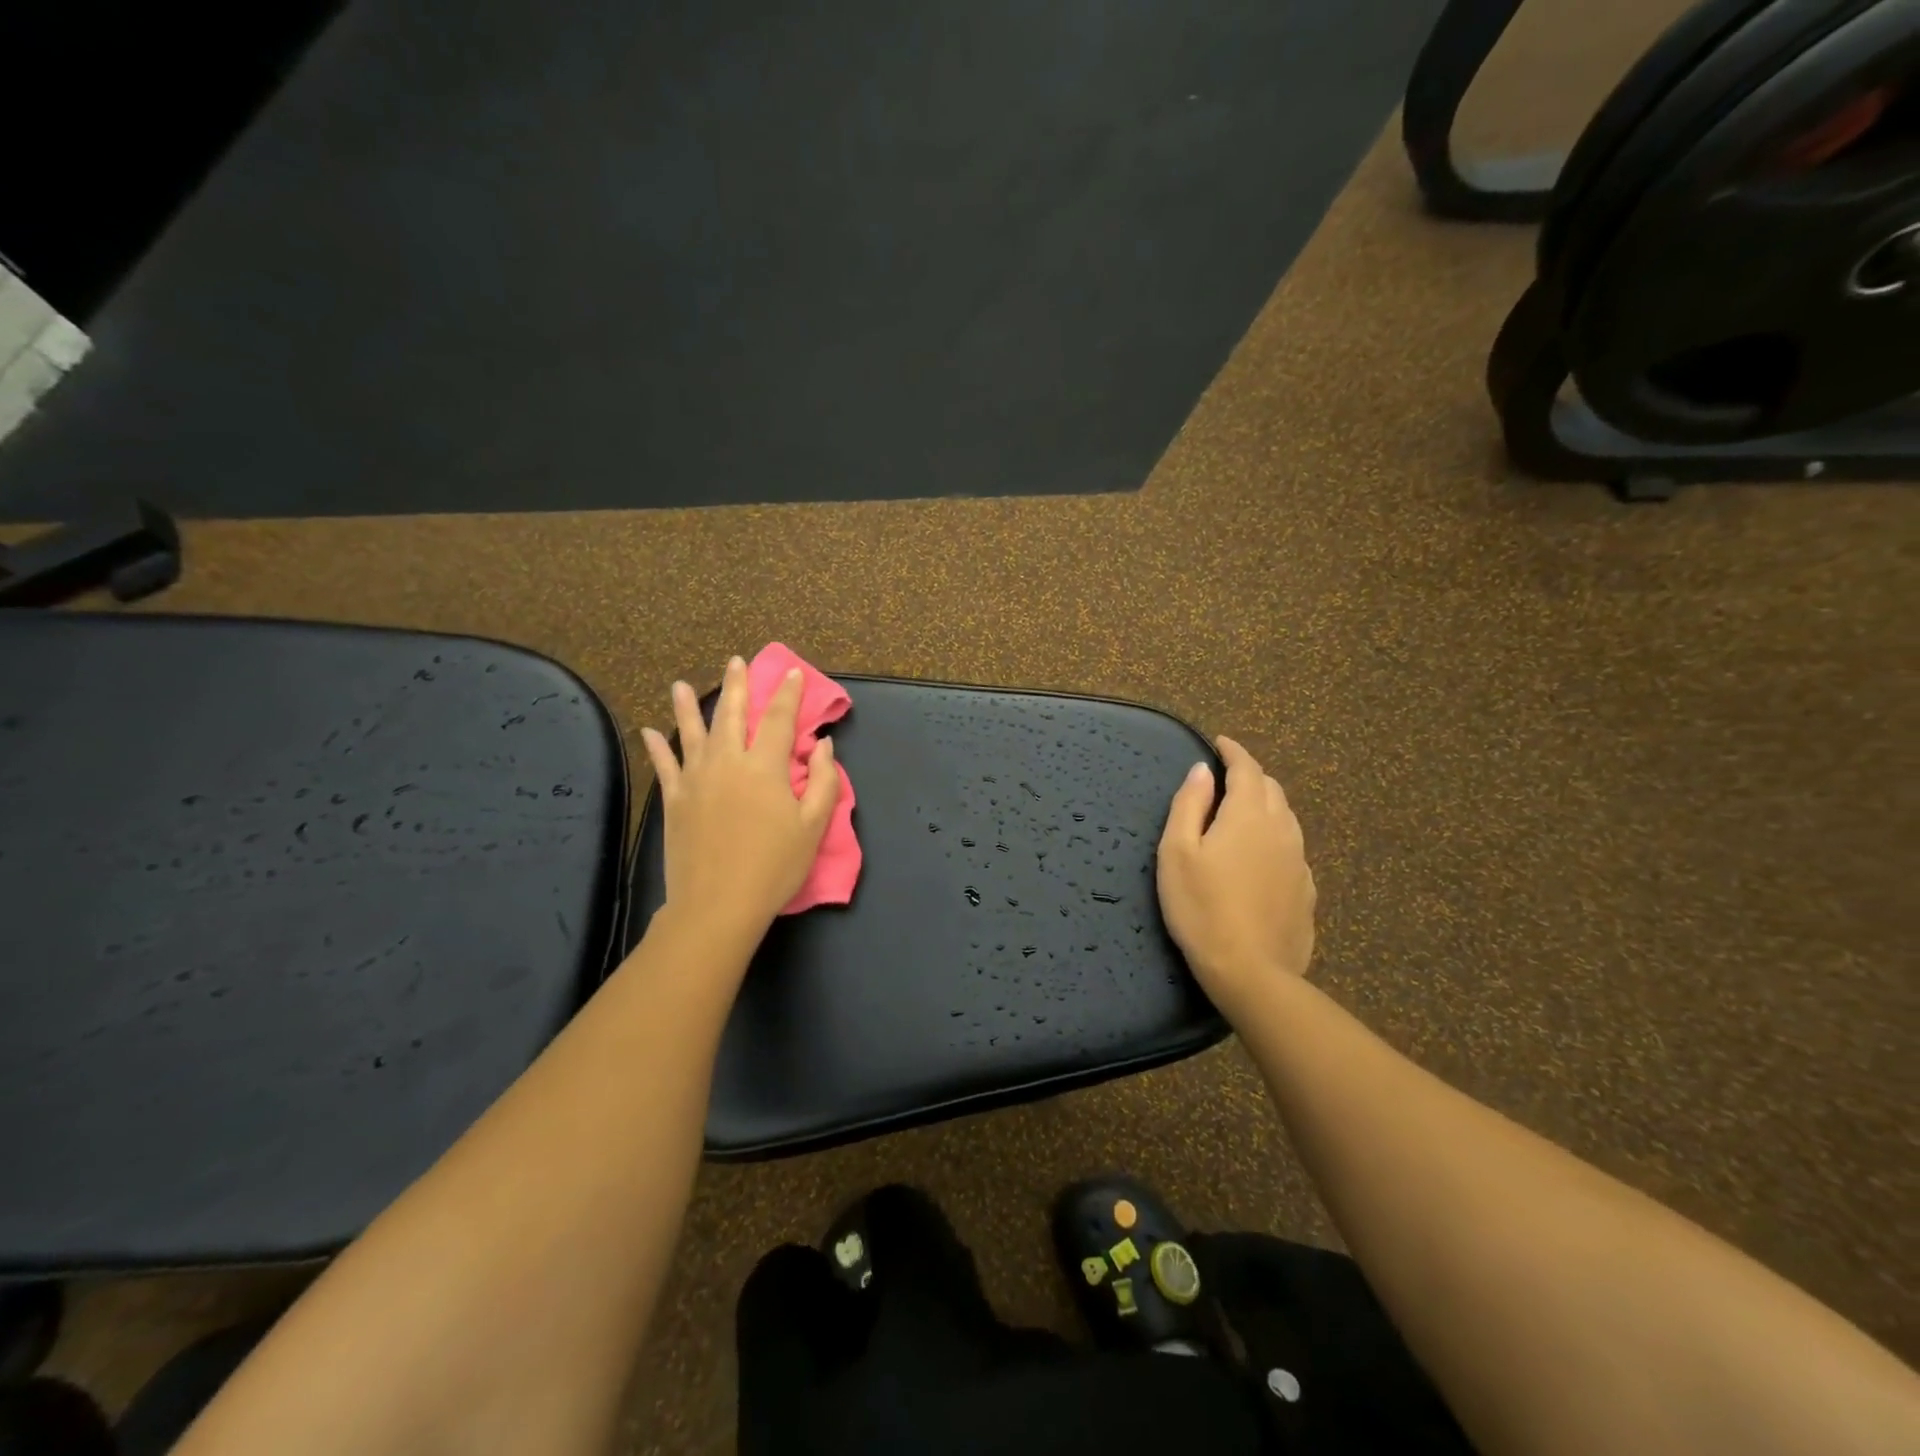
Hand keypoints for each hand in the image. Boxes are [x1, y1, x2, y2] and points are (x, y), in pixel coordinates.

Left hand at [640, 656, 839, 940]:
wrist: (718, 904)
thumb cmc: (774, 866)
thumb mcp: (813, 827)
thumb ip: (823, 782)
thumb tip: (822, 745)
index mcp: (766, 767)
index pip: (779, 719)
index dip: (788, 694)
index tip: (792, 673)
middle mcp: (728, 762)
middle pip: (732, 715)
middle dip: (737, 686)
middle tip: (736, 662)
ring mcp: (696, 779)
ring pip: (691, 733)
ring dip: (688, 706)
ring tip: (681, 684)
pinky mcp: (674, 801)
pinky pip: (664, 766)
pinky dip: (656, 748)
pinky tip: (647, 732)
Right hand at [1157, 736, 1315, 1014]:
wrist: (1250, 971)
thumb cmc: (1200, 907)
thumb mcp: (1177, 852)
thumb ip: (1189, 805)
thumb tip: (1202, 770)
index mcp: (1249, 814)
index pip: (1247, 768)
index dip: (1234, 751)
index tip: (1221, 742)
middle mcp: (1282, 829)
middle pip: (1272, 789)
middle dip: (1250, 776)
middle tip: (1226, 779)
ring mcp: (1299, 861)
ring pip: (1286, 818)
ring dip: (1266, 804)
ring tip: (1243, 811)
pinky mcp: (1306, 891)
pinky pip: (1291, 848)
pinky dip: (1275, 837)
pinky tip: (1261, 855)